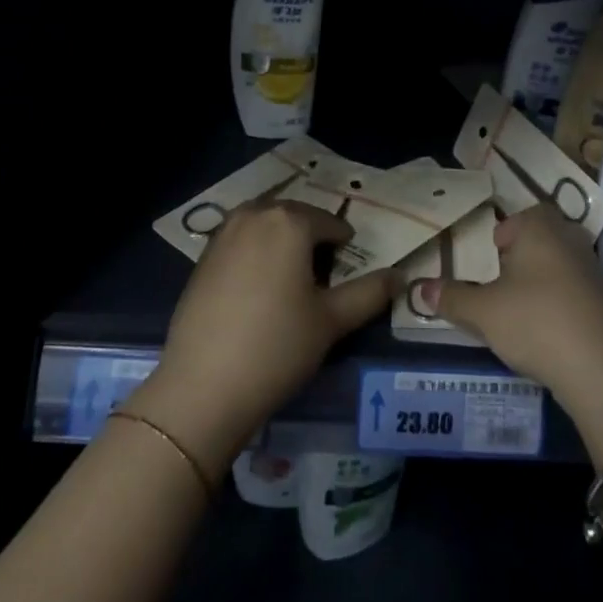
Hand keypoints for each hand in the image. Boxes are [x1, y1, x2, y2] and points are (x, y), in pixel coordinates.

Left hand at [128, 201, 395, 474]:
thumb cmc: (277, 347)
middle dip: (311, 237)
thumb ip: (369, 293)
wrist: (202, 386)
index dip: (344, 244)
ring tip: (292, 277)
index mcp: (289, 221)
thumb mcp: (331, 321)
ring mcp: (223, 233)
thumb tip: (399, 276)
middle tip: (323, 274)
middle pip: (294, 217)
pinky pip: (240, 240)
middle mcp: (254, 215)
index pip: (329, 222)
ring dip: (282, 240)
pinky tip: (258, 287)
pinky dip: (256, 251)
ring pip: (264, 224)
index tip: (349, 269)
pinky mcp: (202, 257)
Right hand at [413, 204, 602, 465]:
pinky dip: (562, 306)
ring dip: (542, 285)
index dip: (500, 238)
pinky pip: (577, 293)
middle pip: (539, 240)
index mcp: (539, 227)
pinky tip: (551, 334)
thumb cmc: (536, 322)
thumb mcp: (484, 312)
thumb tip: (420, 288)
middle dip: (520, 261)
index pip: (516, 219)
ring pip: (559, 267)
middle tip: (500, 287)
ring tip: (522, 314)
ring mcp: (595, 270)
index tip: (488, 264)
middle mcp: (570, 239)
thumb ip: (452, 298)